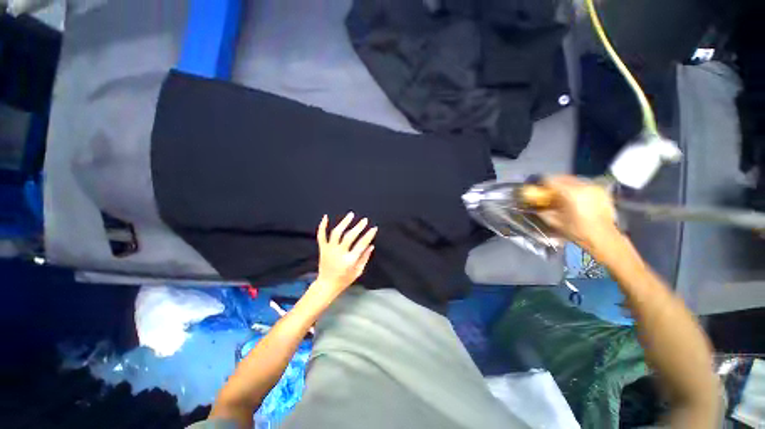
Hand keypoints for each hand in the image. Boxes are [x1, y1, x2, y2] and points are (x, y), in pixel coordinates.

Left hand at [312, 212, 376, 300]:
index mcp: (349, 260)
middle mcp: (339, 253)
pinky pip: (321, 236)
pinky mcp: (322, 249)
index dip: (369, 235)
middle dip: (358, 227)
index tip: (374, 228)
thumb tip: (371, 245)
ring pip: (336, 233)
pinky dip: (322, 226)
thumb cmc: (345, 279)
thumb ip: (365, 257)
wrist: (326, 285)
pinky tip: (326, 217)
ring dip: (344, 222)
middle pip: (349, 236)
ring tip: (351, 214)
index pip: (361, 244)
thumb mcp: (358, 271)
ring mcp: (329, 250)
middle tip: (365, 220)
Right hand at [536, 175, 620, 252]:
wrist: (603, 238)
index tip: (537, 188)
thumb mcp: (554, 221)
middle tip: (548, 191)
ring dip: (565, 185)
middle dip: (554, 183)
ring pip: (574, 180)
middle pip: (563, 177)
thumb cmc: (577, 231)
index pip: (550, 180)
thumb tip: (534, 205)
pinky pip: (584, 185)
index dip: (541, 183)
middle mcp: (583, 185)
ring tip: (562, 195)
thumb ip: (543, 210)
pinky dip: (577, 188)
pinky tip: (575, 198)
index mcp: (570, 192)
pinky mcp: (601, 191)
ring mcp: (594, 187)